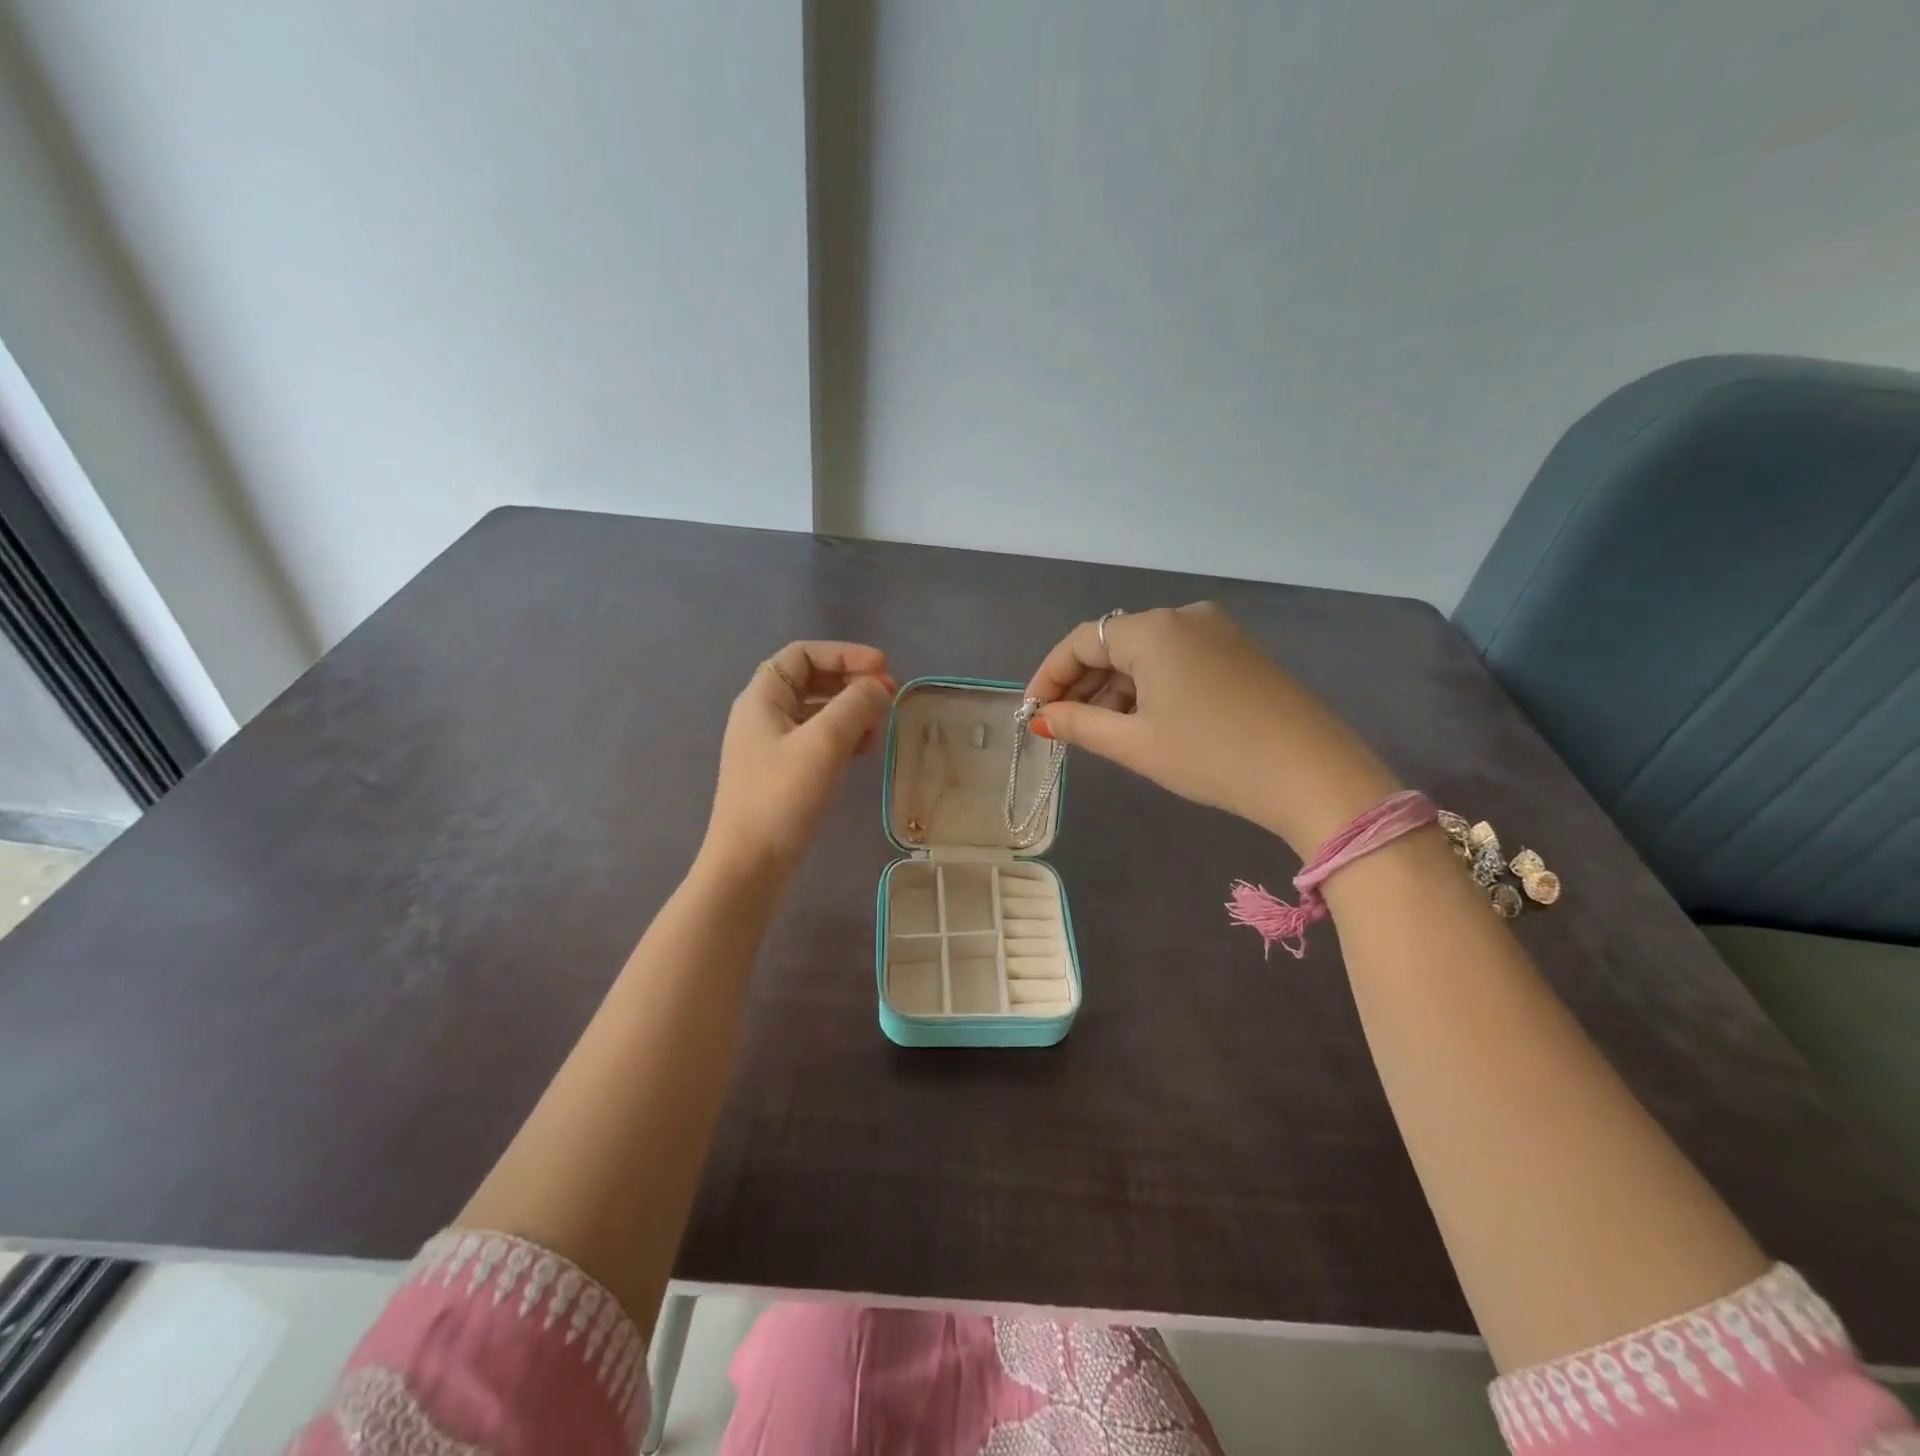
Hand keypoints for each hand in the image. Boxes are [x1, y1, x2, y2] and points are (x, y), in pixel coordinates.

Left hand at [700, 642, 896, 882]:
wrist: (749, 866)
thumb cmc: (782, 797)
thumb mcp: (824, 743)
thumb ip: (855, 706)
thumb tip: (878, 688)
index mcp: (762, 698)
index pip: (803, 654)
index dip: (845, 653)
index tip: (883, 669)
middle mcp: (763, 716)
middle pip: (811, 680)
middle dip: (852, 682)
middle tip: (889, 696)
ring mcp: (771, 747)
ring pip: (818, 712)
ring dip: (852, 710)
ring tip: (882, 725)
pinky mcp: (783, 774)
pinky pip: (818, 741)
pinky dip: (845, 737)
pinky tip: (867, 750)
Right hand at [1024, 603, 1399, 854]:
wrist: (1312, 774)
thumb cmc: (1212, 757)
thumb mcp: (1136, 744)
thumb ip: (1080, 725)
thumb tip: (1043, 718)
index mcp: (1154, 629)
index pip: (1082, 641)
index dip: (1049, 676)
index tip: (1032, 714)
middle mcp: (1184, 617)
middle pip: (1114, 644)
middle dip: (1082, 684)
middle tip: (1062, 727)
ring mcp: (1218, 632)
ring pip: (1146, 654)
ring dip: (1116, 689)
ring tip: (1101, 732)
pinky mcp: (1240, 653)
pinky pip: (1177, 661)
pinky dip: (1150, 687)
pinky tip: (1144, 722)